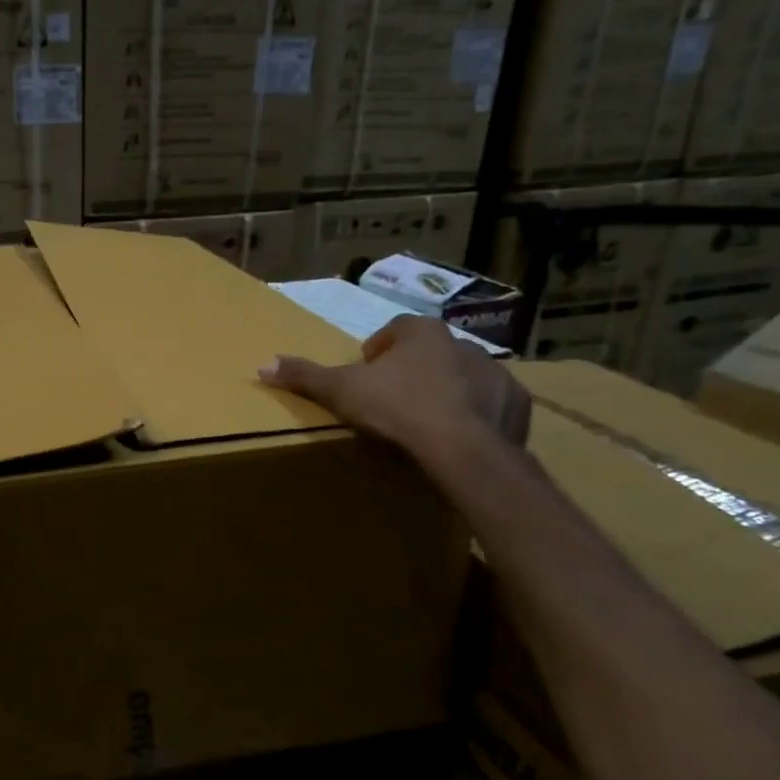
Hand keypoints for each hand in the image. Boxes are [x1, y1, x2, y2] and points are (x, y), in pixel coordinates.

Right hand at [258, 314, 529, 459]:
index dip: (377, 350)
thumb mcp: (341, 391)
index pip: (395, 329)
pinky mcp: (516, 404)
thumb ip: (304, 376)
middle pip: (430, 352)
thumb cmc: (397, 409)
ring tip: (424, 422)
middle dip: (412, 370)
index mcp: (422, 333)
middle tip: (391, 400)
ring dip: (445, 391)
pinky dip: (476, 415)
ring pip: (463, 376)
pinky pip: (491, 404)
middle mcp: (463, 343)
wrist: (463, 450)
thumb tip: (263, 364)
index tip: (366, 374)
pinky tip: (457, 437)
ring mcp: (496, 373)